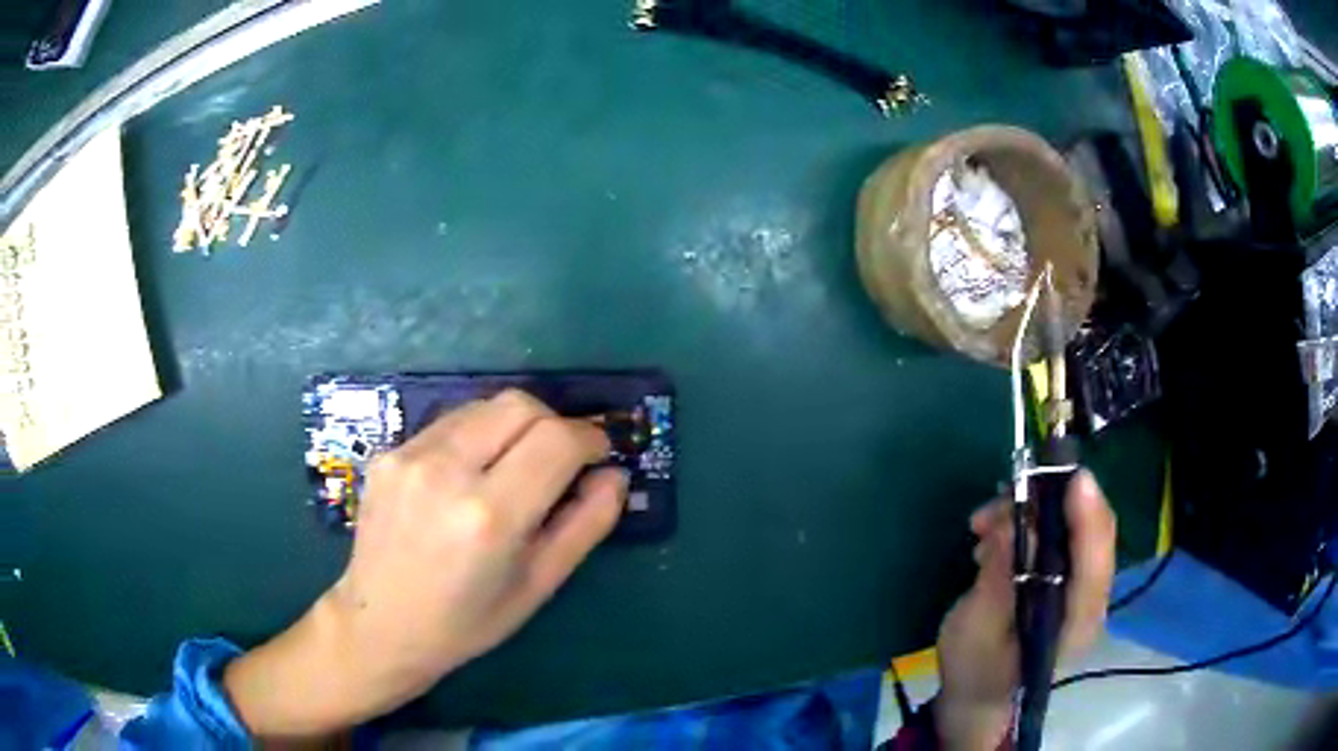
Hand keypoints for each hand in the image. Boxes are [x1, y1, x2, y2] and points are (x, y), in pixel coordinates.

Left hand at [223, 390, 626, 737]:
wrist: (380, 624)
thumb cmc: (467, 621)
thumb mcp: (538, 585)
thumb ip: (586, 525)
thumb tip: (615, 474)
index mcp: (489, 516)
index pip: (556, 439)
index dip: (590, 438)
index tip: (598, 455)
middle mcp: (445, 471)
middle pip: (520, 404)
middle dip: (553, 422)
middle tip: (560, 460)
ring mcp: (408, 455)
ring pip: (484, 406)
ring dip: (514, 427)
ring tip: (513, 469)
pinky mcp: (388, 452)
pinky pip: (450, 423)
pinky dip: (477, 436)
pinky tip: (470, 475)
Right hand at [934, 470, 1115, 750]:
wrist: (977, 698)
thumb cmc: (975, 673)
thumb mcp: (976, 632)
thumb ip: (998, 581)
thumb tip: (1009, 525)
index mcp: (1075, 624)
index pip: (1095, 564)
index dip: (1089, 519)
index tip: (1074, 479)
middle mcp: (1088, 600)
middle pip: (1093, 534)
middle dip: (1055, 502)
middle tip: (1009, 493)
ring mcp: (1078, 587)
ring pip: (1074, 528)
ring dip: (1033, 511)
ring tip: (983, 521)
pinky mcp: (1063, 577)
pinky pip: (1057, 535)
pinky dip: (1027, 522)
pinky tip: (991, 533)